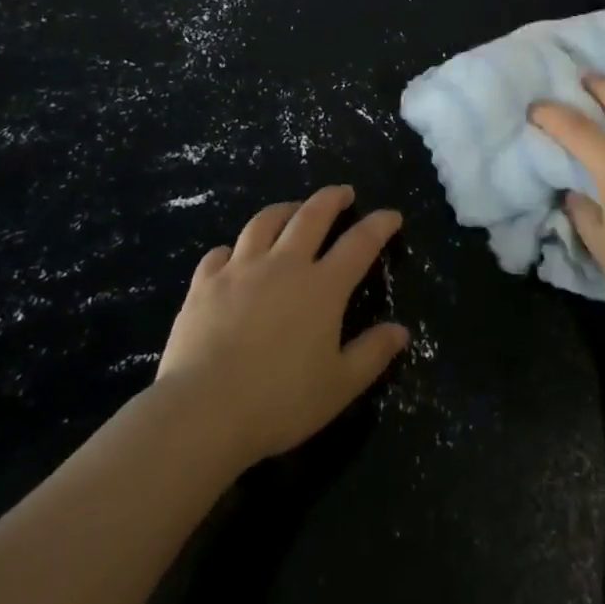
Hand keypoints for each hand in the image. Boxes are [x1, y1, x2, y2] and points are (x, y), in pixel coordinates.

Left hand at [156, 185, 407, 469]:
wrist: (203, 410)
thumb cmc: (279, 401)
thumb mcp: (339, 386)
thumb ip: (372, 354)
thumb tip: (401, 330)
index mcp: (322, 287)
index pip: (359, 243)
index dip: (379, 225)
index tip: (392, 215)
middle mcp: (284, 264)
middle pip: (312, 215)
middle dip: (332, 199)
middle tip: (343, 192)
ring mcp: (240, 269)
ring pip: (265, 222)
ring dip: (284, 210)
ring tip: (292, 209)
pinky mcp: (205, 283)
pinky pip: (219, 253)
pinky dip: (232, 249)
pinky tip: (233, 255)